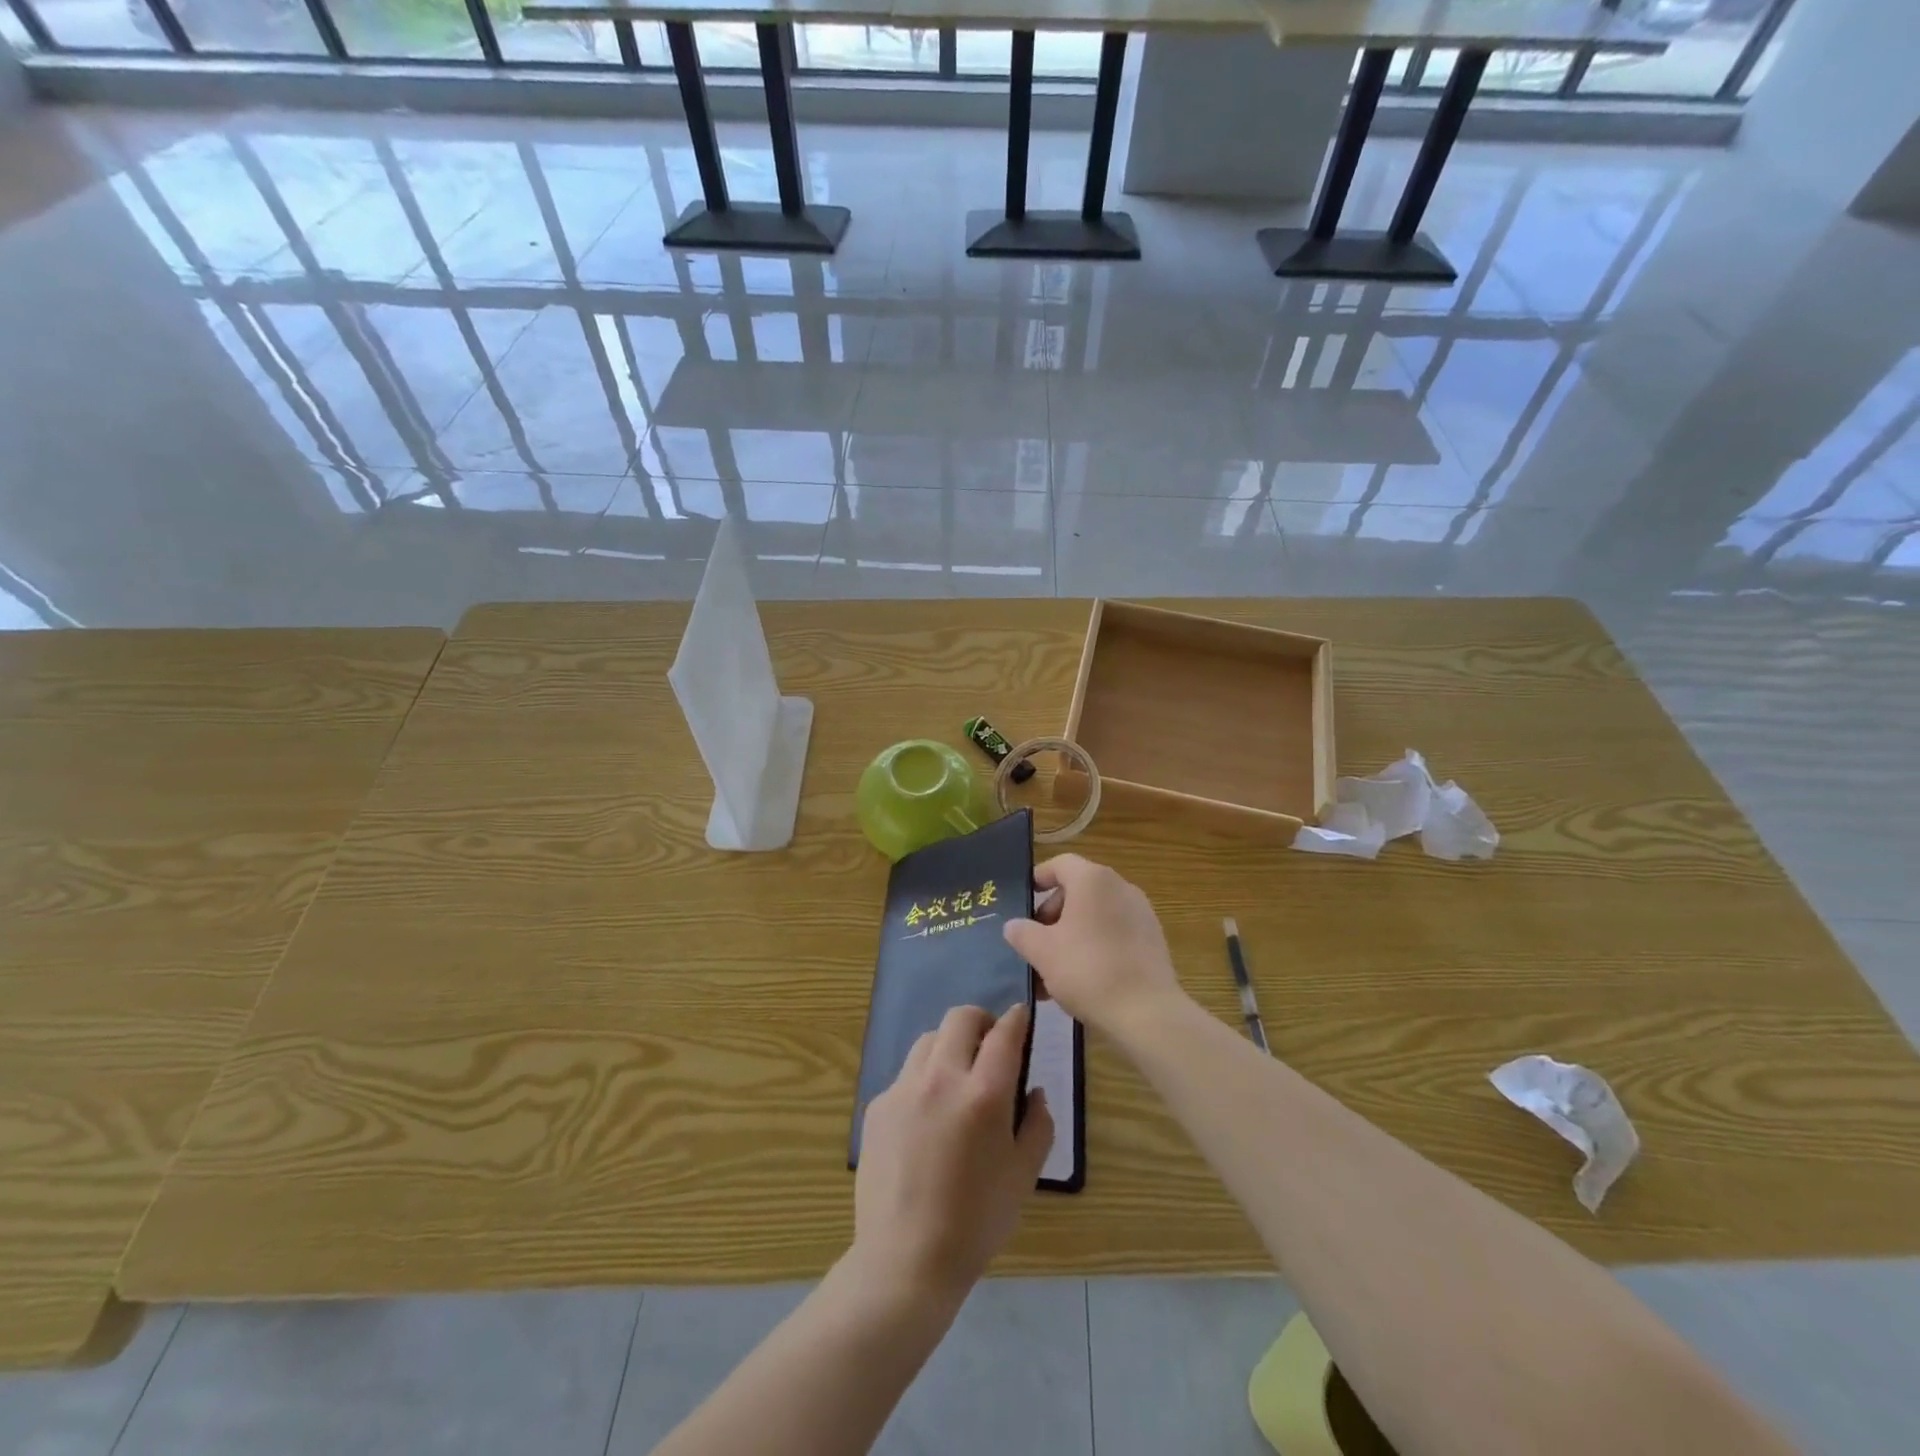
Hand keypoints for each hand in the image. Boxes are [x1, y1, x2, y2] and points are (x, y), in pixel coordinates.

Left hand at [849, 1004, 1053, 1309]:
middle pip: (960, 1018)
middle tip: (990, 1045)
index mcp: (984, 1094)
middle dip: (981, 1022)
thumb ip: (1038, 1125)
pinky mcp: (878, 1106)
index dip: (1016, 1018)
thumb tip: (1034, 1092)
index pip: (1004, 1034)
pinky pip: (906, 1074)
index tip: (1021, 1017)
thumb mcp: (1024, 1176)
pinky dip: (923, 1079)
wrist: (905, 1259)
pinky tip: (927, 1117)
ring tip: (957, 1078)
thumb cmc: (976, 1221)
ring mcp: (904, 1088)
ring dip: (949, 1046)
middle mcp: (942, 1078)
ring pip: (929, 1039)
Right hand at [1003, 855, 1187, 1036]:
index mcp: (1093, 880)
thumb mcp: (1042, 952)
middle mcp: (1120, 887)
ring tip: (1054, 970)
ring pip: (1096, 915)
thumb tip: (1014, 925)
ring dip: (1072, 934)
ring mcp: (1141, 913)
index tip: (1024, 899)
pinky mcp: (1153, 940)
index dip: (1039, 877)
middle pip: (1078, 890)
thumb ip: (1022, 933)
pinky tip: (1082, 979)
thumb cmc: (1087, 970)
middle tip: (1036, 942)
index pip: (1060, 864)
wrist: (1147, 1013)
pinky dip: (1095, 946)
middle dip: (1053, 914)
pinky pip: (1115, 933)